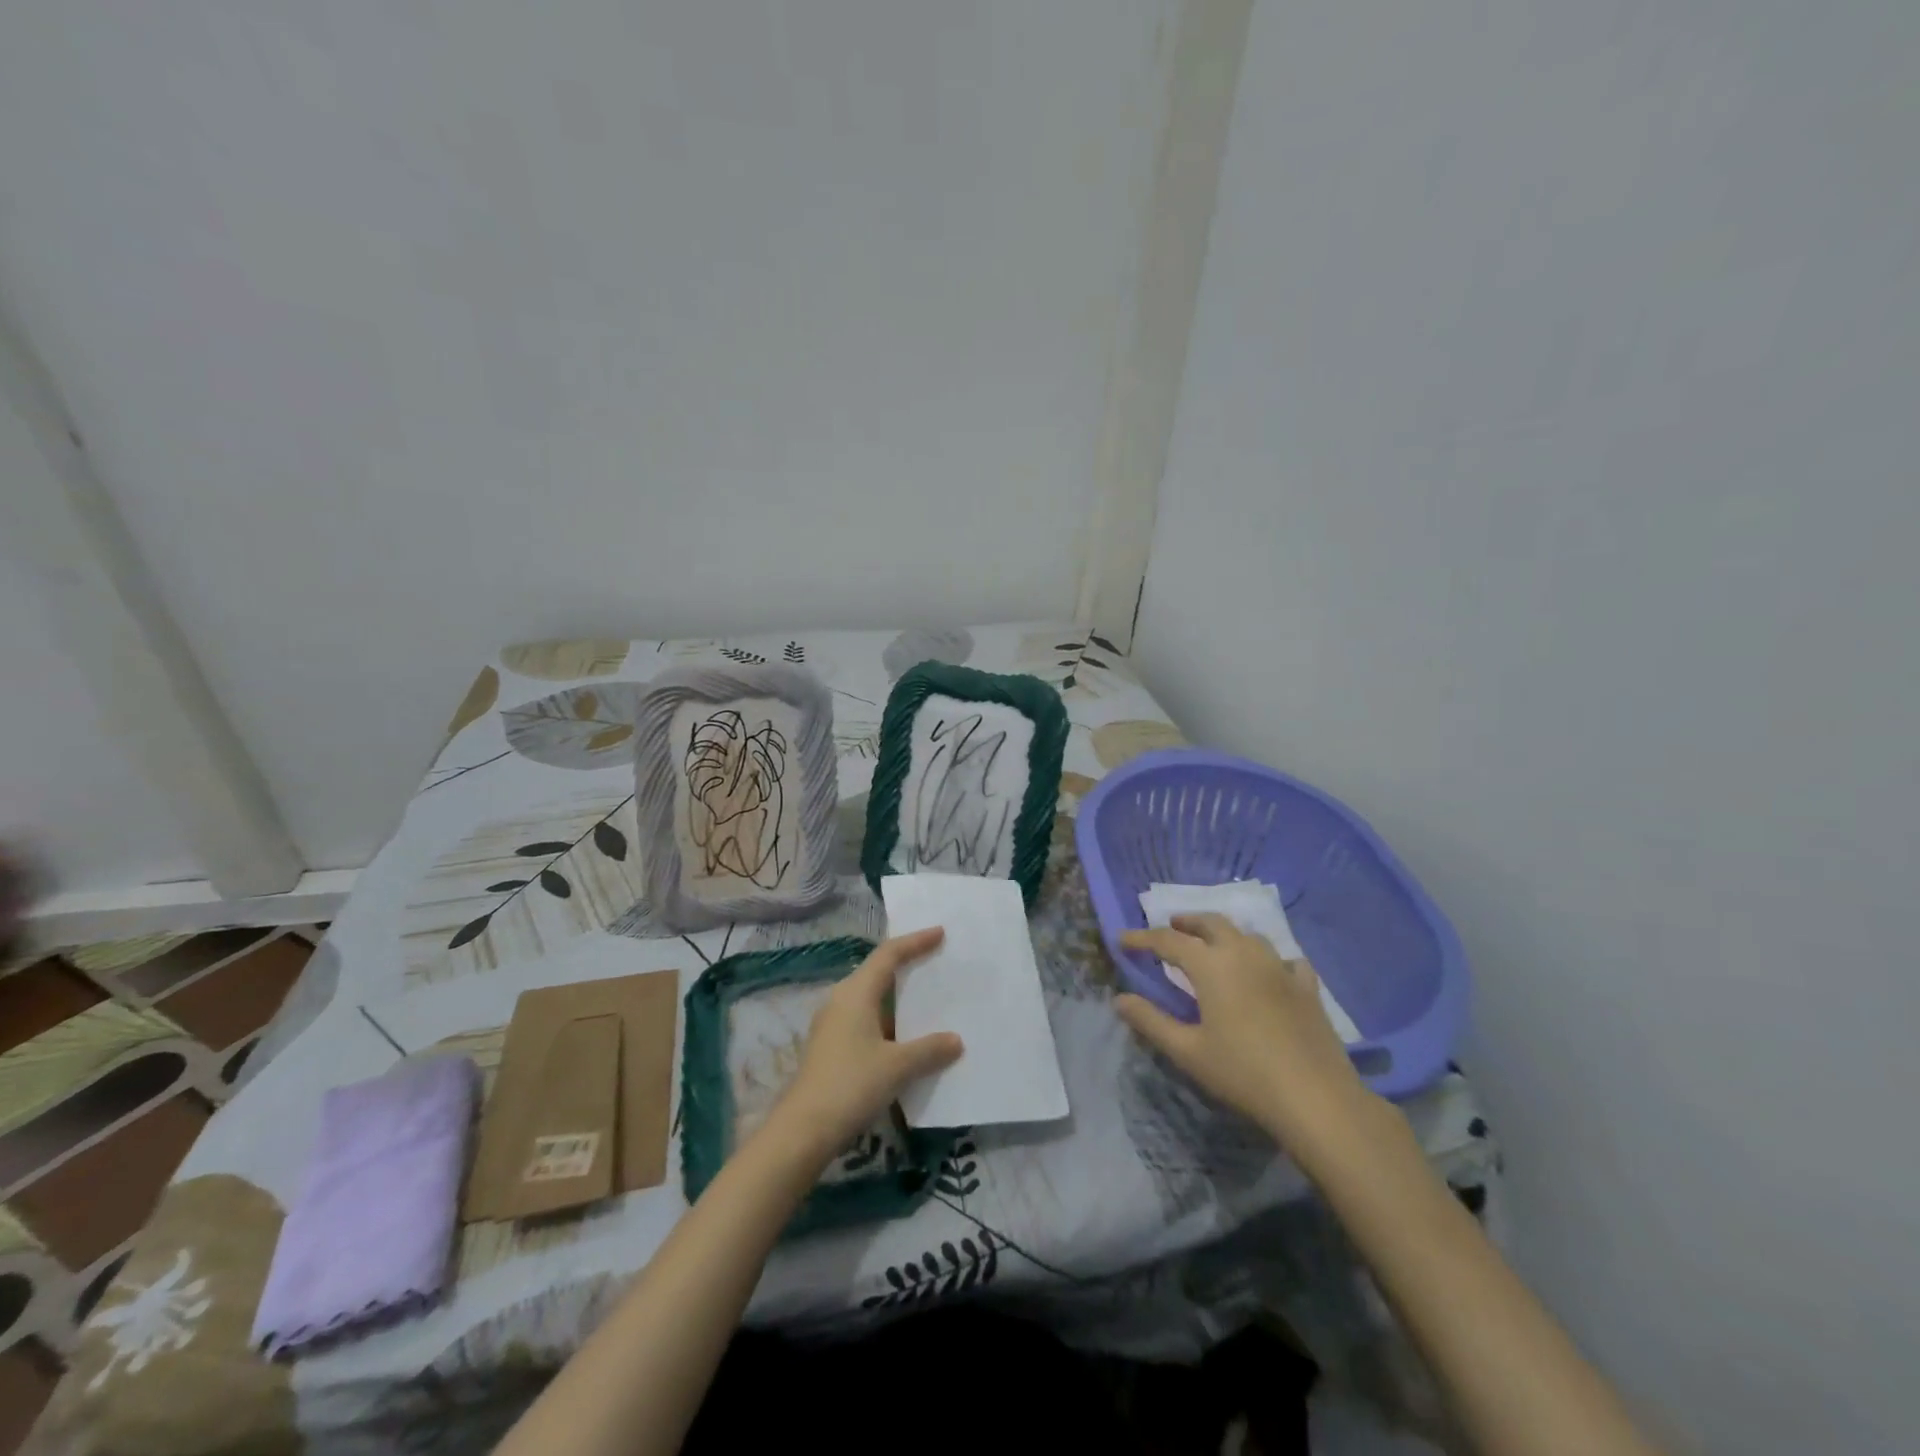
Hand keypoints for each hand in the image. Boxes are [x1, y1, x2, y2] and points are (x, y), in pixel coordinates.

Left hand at [767, 929, 963, 1160]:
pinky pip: (864, 1018)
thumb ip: (929, 1049)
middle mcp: (841, 999)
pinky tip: (904, 1036)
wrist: (803, 1129)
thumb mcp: (897, 1066)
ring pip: (870, 996)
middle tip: (935, 960)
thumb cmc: (851, 1085)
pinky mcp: (830, 1045)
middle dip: (906, 964)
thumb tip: (955, 1040)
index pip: (889, 954)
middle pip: (877, 971)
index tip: (939, 933)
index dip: (915, 941)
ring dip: (896, 995)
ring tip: (925, 998)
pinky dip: (887, 1018)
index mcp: (856, 992)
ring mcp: (832, 1023)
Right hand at [1118, 914, 1374, 1158]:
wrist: (1316, 1098)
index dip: (1142, 938)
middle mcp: (1244, 954)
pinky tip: (1269, 971)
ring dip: (1225, 934)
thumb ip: (1151, 1021)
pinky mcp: (1306, 987)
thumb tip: (1119, 999)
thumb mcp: (1188, 1051)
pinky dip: (1269, 959)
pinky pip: (1285, 959)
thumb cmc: (1243, 1073)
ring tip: (1214, 946)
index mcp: (1211, 965)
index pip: (1167, 940)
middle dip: (1187, 922)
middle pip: (1211, 923)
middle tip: (1171, 928)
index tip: (1122, 940)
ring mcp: (1279, 967)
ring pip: (1248, 935)